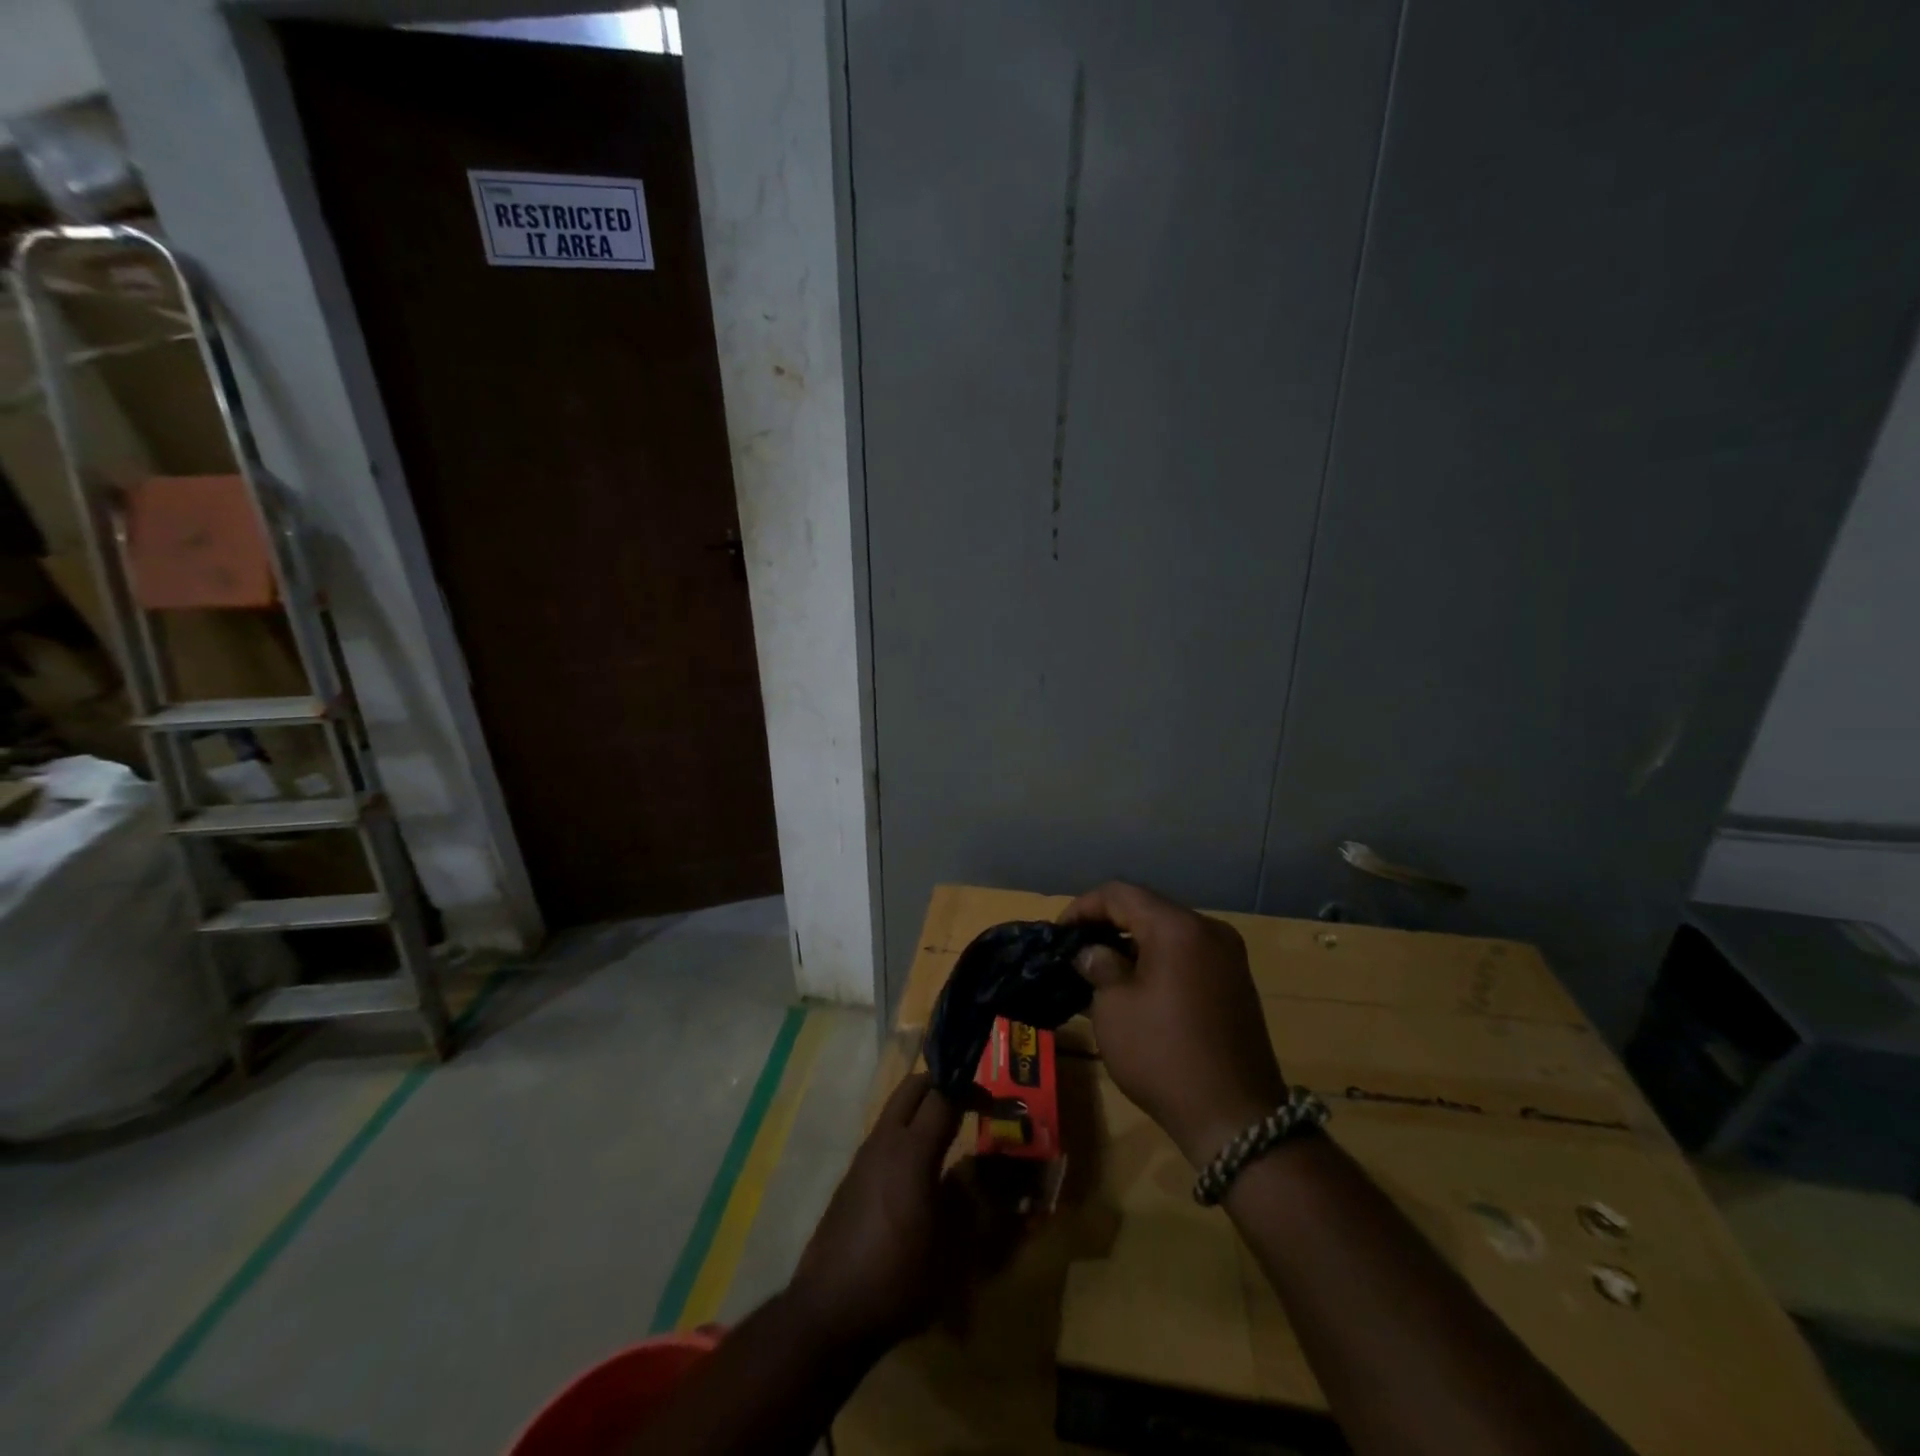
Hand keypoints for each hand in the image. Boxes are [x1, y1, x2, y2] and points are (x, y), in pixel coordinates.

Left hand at [787, 1073, 970, 1350]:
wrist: (830, 1311)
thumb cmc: (898, 1279)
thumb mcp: (951, 1249)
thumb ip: (967, 1200)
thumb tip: (975, 1169)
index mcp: (912, 1151)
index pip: (943, 1097)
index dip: (970, 1092)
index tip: (992, 1104)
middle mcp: (885, 1142)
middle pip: (912, 1087)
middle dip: (941, 1085)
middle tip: (968, 1103)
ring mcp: (864, 1157)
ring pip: (895, 1108)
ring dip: (921, 1108)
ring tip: (947, 1134)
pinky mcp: (852, 1177)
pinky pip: (884, 1136)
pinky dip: (905, 1133)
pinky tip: (918, 1171)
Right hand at [1061, 882, 1287, 1166]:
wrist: (1236, 1118)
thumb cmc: (1164, 1055)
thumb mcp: (1115, 1009)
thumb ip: (1100, 966)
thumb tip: (1093, 952)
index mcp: (1178, 927)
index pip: (1120, 894)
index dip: (1083, 907)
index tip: (1059, 932)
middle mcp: (1208, 930)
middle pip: (1148, 908)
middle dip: (1108, 923)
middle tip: (1076, 948)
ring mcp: (1228, 957)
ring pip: (1169, 932)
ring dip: (1133, 943)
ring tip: (1101, 967)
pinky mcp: (1235, 983)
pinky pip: (1187, 955)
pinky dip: (1158, 960)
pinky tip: (1136, 985)